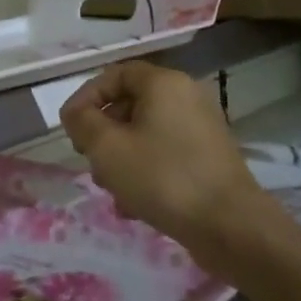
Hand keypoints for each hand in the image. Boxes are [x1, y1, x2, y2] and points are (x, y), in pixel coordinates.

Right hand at [61, 62, 287, 263]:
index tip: (70, 128)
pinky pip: (165, 154)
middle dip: (103, 134)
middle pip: (129, 105)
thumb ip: (82, 122)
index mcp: (164, 84)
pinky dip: (145, 171)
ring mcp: (201, 129)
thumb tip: (76, 113)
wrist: (230, 226)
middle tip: (89, 160)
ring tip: (111, 189)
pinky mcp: (209, 159)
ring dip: (120, 157)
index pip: (114, 74)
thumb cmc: (162, 177)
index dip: (86, 97)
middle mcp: (186, 97)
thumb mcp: (107, 147)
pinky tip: (134, 204)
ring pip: (145, 134)